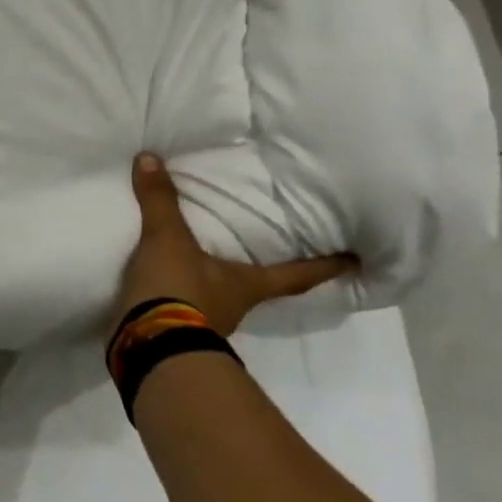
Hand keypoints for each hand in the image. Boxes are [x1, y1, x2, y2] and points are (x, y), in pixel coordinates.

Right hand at [118, 152, 356, 337]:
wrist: (147, 344)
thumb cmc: (177, 290)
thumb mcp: (167, 239)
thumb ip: (161, 201)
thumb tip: (151, 157)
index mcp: (247, 286)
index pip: (296, 276)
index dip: (324, 267)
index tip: (354, 262)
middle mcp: (235, 307)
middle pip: (259, 289)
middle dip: (262, 273)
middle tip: (266, 252)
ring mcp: (206, 326)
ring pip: (220, 300)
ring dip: (214, 284)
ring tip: (201, 261)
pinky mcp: (175, 334)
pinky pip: (184, 310)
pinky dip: (180, 296)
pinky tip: (165, 284)